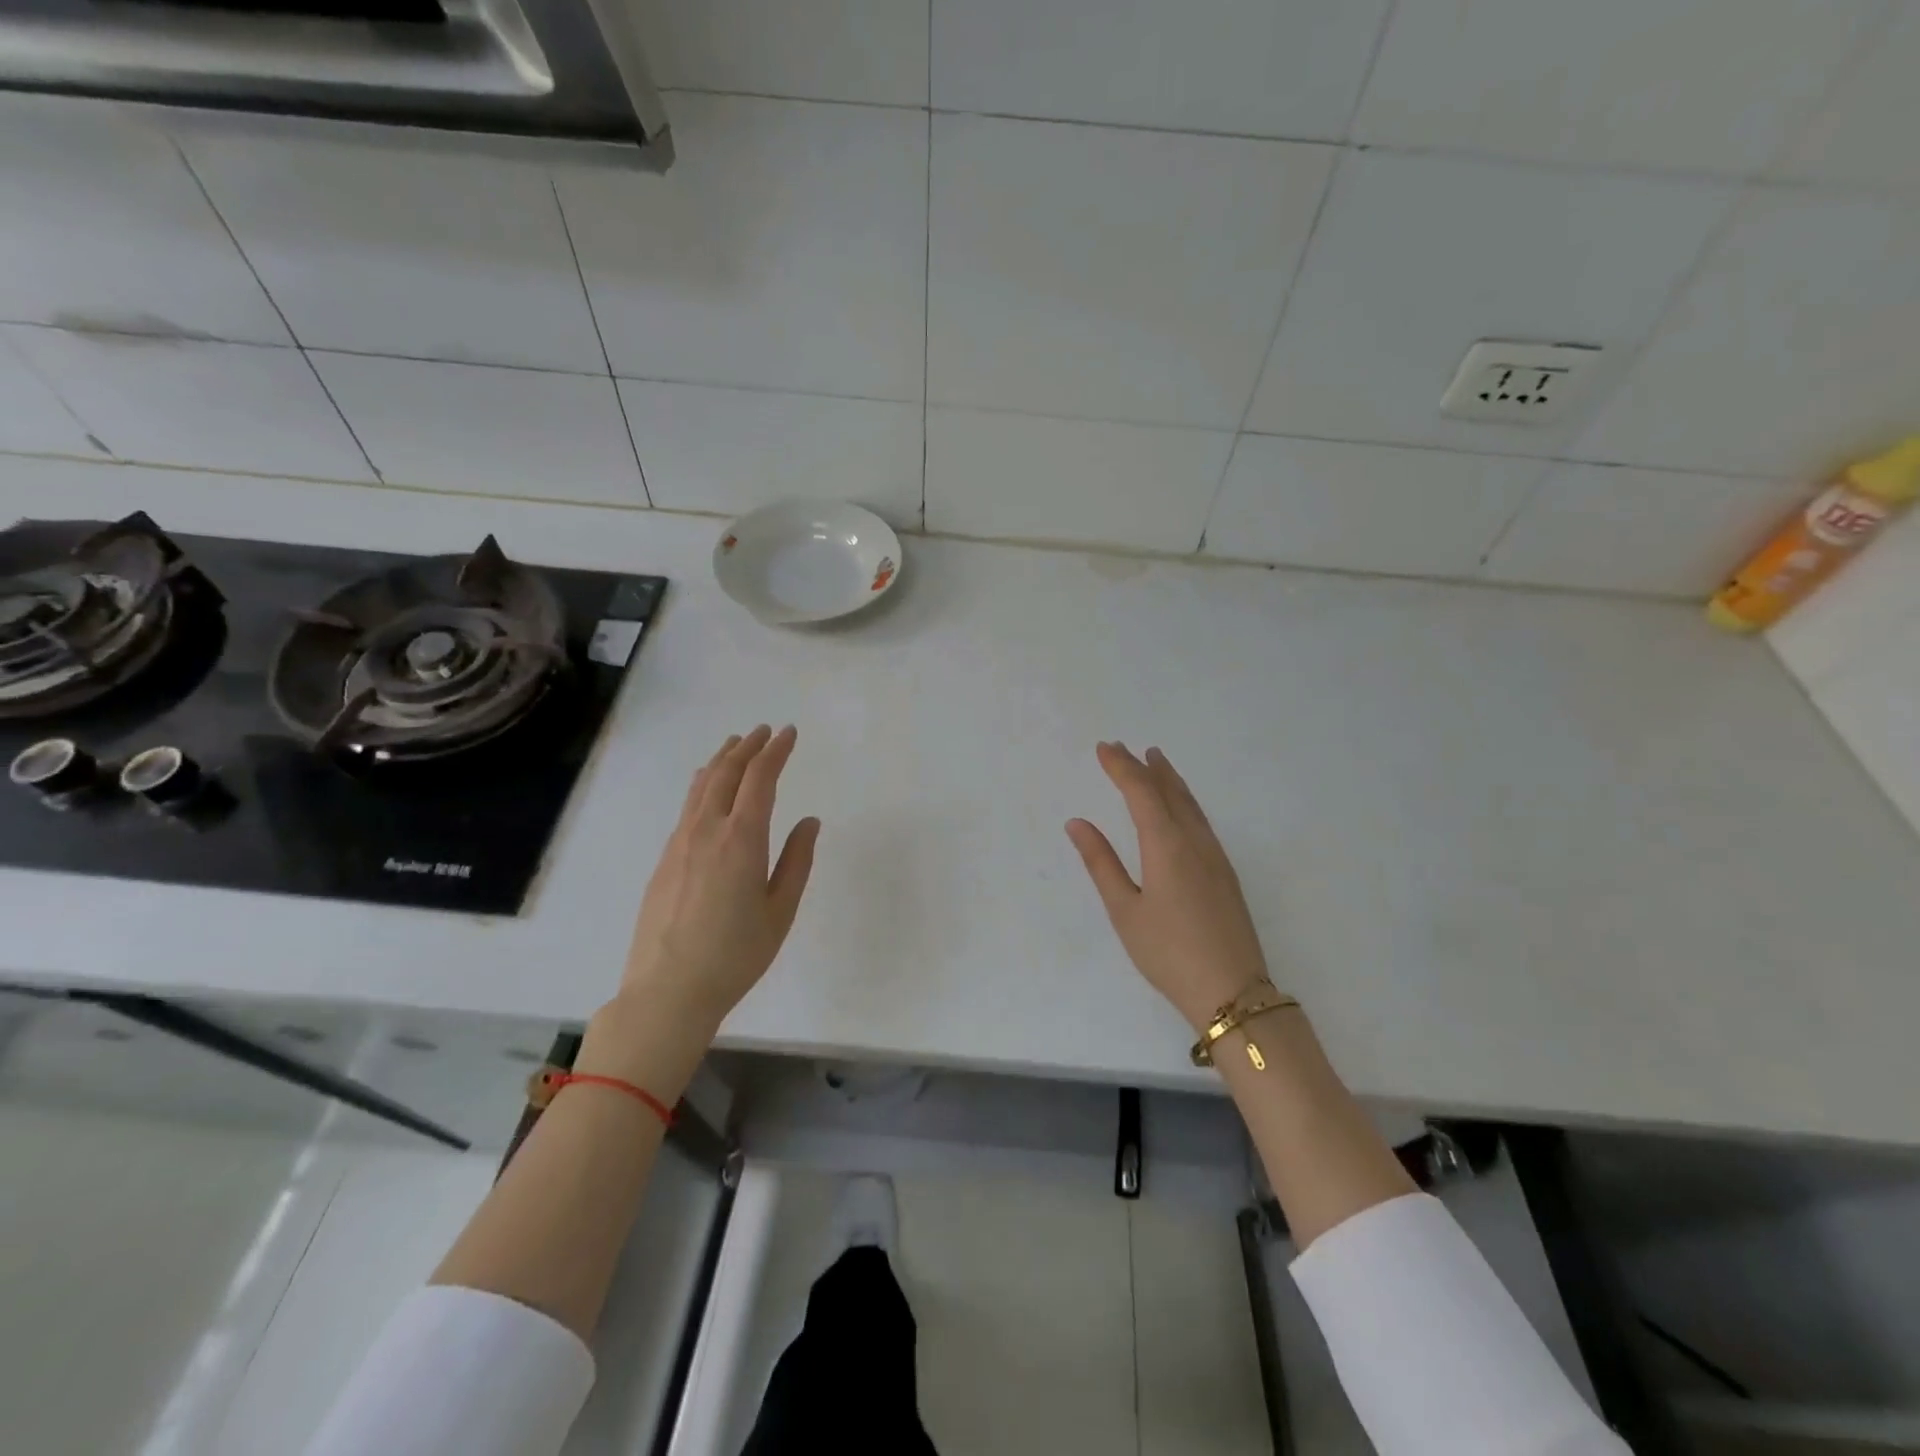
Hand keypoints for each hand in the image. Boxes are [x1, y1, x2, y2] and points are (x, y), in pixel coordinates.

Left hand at [616, 725, 820, 1039]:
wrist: (668, 990)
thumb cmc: (735, 954)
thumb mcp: (780, 910)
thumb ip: (797, 860)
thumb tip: (809, 821)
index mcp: (742, 839)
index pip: (760, 778)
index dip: (776, 751)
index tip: (790, 733)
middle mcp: (707, 830)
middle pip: (727, 773)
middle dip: (749, 747)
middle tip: (766, 731)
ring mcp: (680, 843)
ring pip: (702, 786)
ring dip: (722, 760)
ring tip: (735, 745)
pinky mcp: (664, 859)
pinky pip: (687, 807)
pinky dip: (703, 785)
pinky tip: (707, 787)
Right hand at [1067, 743, 1270, 1029]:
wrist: (1232, 991)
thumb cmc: (1168, 953)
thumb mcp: (1124, 910)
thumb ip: (1101, 863)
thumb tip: (1077, 823)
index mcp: (1166, 846)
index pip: (1141, 793)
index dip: (1121, 767)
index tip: (1104, 748)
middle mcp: (1194, 841)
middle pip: (1168, 791)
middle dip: (1144, 767)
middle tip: (1124, 747)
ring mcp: (1215, 856)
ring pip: (1190, 804)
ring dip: (1169, 779)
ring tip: (1156, 760)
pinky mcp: (1225, 872)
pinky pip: (1201, 820)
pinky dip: (1184, 800)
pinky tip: (1181, 806)